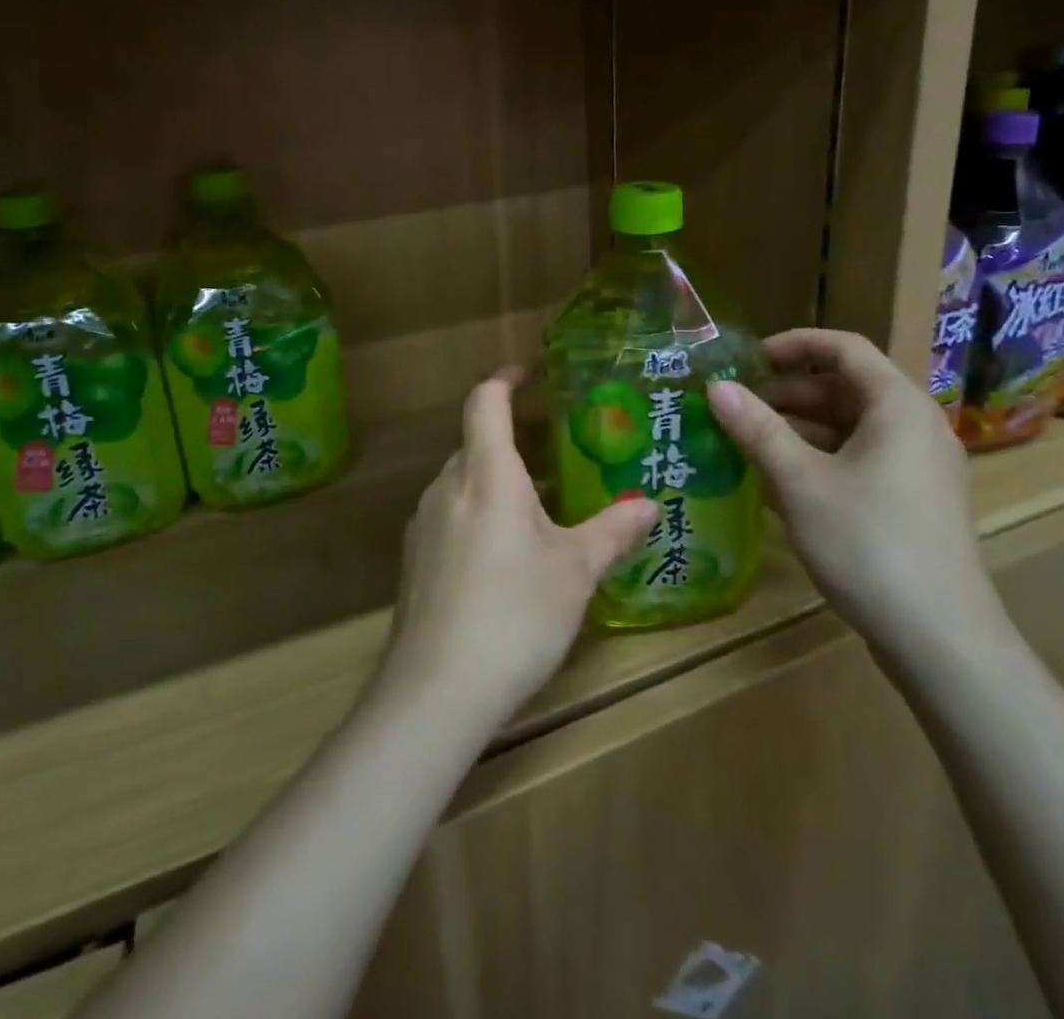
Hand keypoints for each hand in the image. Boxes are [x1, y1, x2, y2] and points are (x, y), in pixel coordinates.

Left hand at [384, 368, 660, 726]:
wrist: (436, 690)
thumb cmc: (515, 613)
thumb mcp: (575, 571)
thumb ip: (612, 531)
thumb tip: (649, 504)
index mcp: (487, 474)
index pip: (485, 401)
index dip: (506, 378)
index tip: (530, 372)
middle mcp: (447, 488)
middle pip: (475, 442)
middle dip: (512, 439)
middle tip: (556, 454)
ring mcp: (423, 525)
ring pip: (463, 483)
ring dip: (496, 482)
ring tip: (539, 507)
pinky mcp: (414, 562)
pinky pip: (450, 518)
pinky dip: (478, 516)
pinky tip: (505, 558)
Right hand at [705, 329, 1003, 659]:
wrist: (941, 641)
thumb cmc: (869, 545)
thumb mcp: (801, 482)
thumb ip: (757, 429)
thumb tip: (716, 387)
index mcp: (897, 405)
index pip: (843, 347)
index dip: (793, 344)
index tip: (747, 359)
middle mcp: (915, 425)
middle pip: (845, 388)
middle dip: (788, 393)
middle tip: (737, 409)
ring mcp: (919, 465)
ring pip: (850, 427)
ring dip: (799, 429)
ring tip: (747, 445)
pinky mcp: (914, 500)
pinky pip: (861, 459)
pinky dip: (820, 459)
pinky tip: (780, 484)